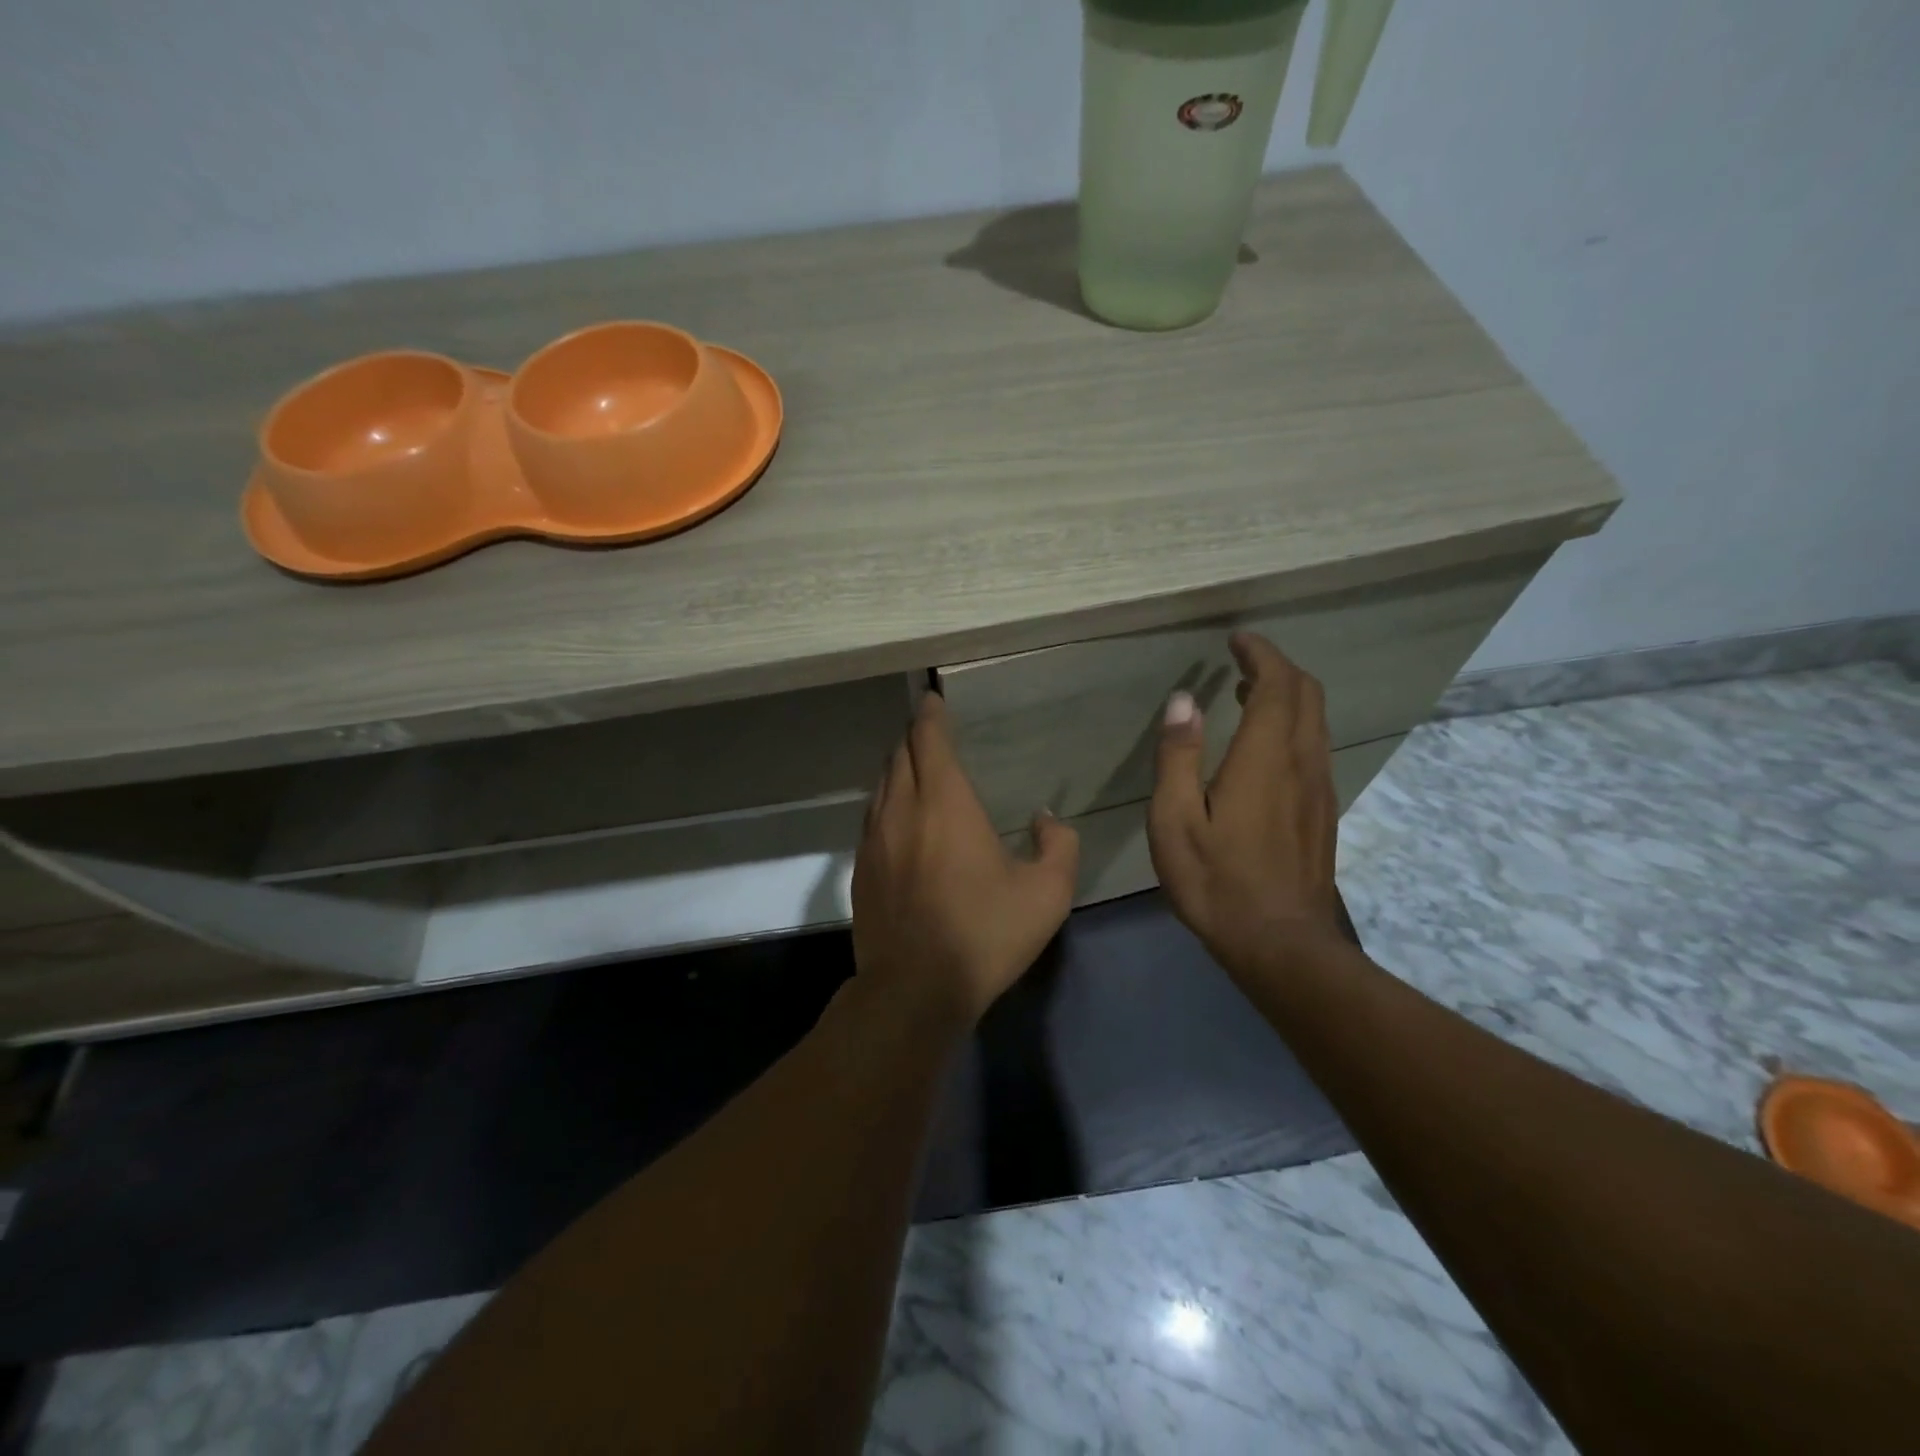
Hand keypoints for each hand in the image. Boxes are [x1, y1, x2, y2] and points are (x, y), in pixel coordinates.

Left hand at [852, 692, 1079, 1027]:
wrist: (914, 989)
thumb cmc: (985, 934)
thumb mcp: (1047, 893)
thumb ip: (1058, 844)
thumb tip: (1044, 818)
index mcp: (945, 803)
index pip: (930, 740)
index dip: (930, 715)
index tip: (932, 699)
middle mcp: (902, 809)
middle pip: (901, 755)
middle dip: (915, 738)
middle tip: (931, 733)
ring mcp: (874, 839)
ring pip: (882, 785)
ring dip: (899, 769)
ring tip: (916, 769)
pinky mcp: (861, 869)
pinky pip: (872, 817)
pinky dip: (887, 802)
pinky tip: (900, 819)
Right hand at [1147, 632, 1344, 976]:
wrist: (1280, 943)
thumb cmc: (1216, 881)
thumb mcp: (1175, 821)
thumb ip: (1178, 756)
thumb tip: (1183, 700)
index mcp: (1265, 758)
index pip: (1277, 684)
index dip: (1260, 654)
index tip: (1237, 640)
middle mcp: (1302, 762)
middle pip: (1306, 694)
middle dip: (1277, 668)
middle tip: (1241, 661)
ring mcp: (1319, 788)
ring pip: (1315, 721)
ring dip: (1287, 696)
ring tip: (1246, 694)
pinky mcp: (1323, 811)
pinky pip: (1315, 747)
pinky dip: (1292, 725)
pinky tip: (1263, 747)